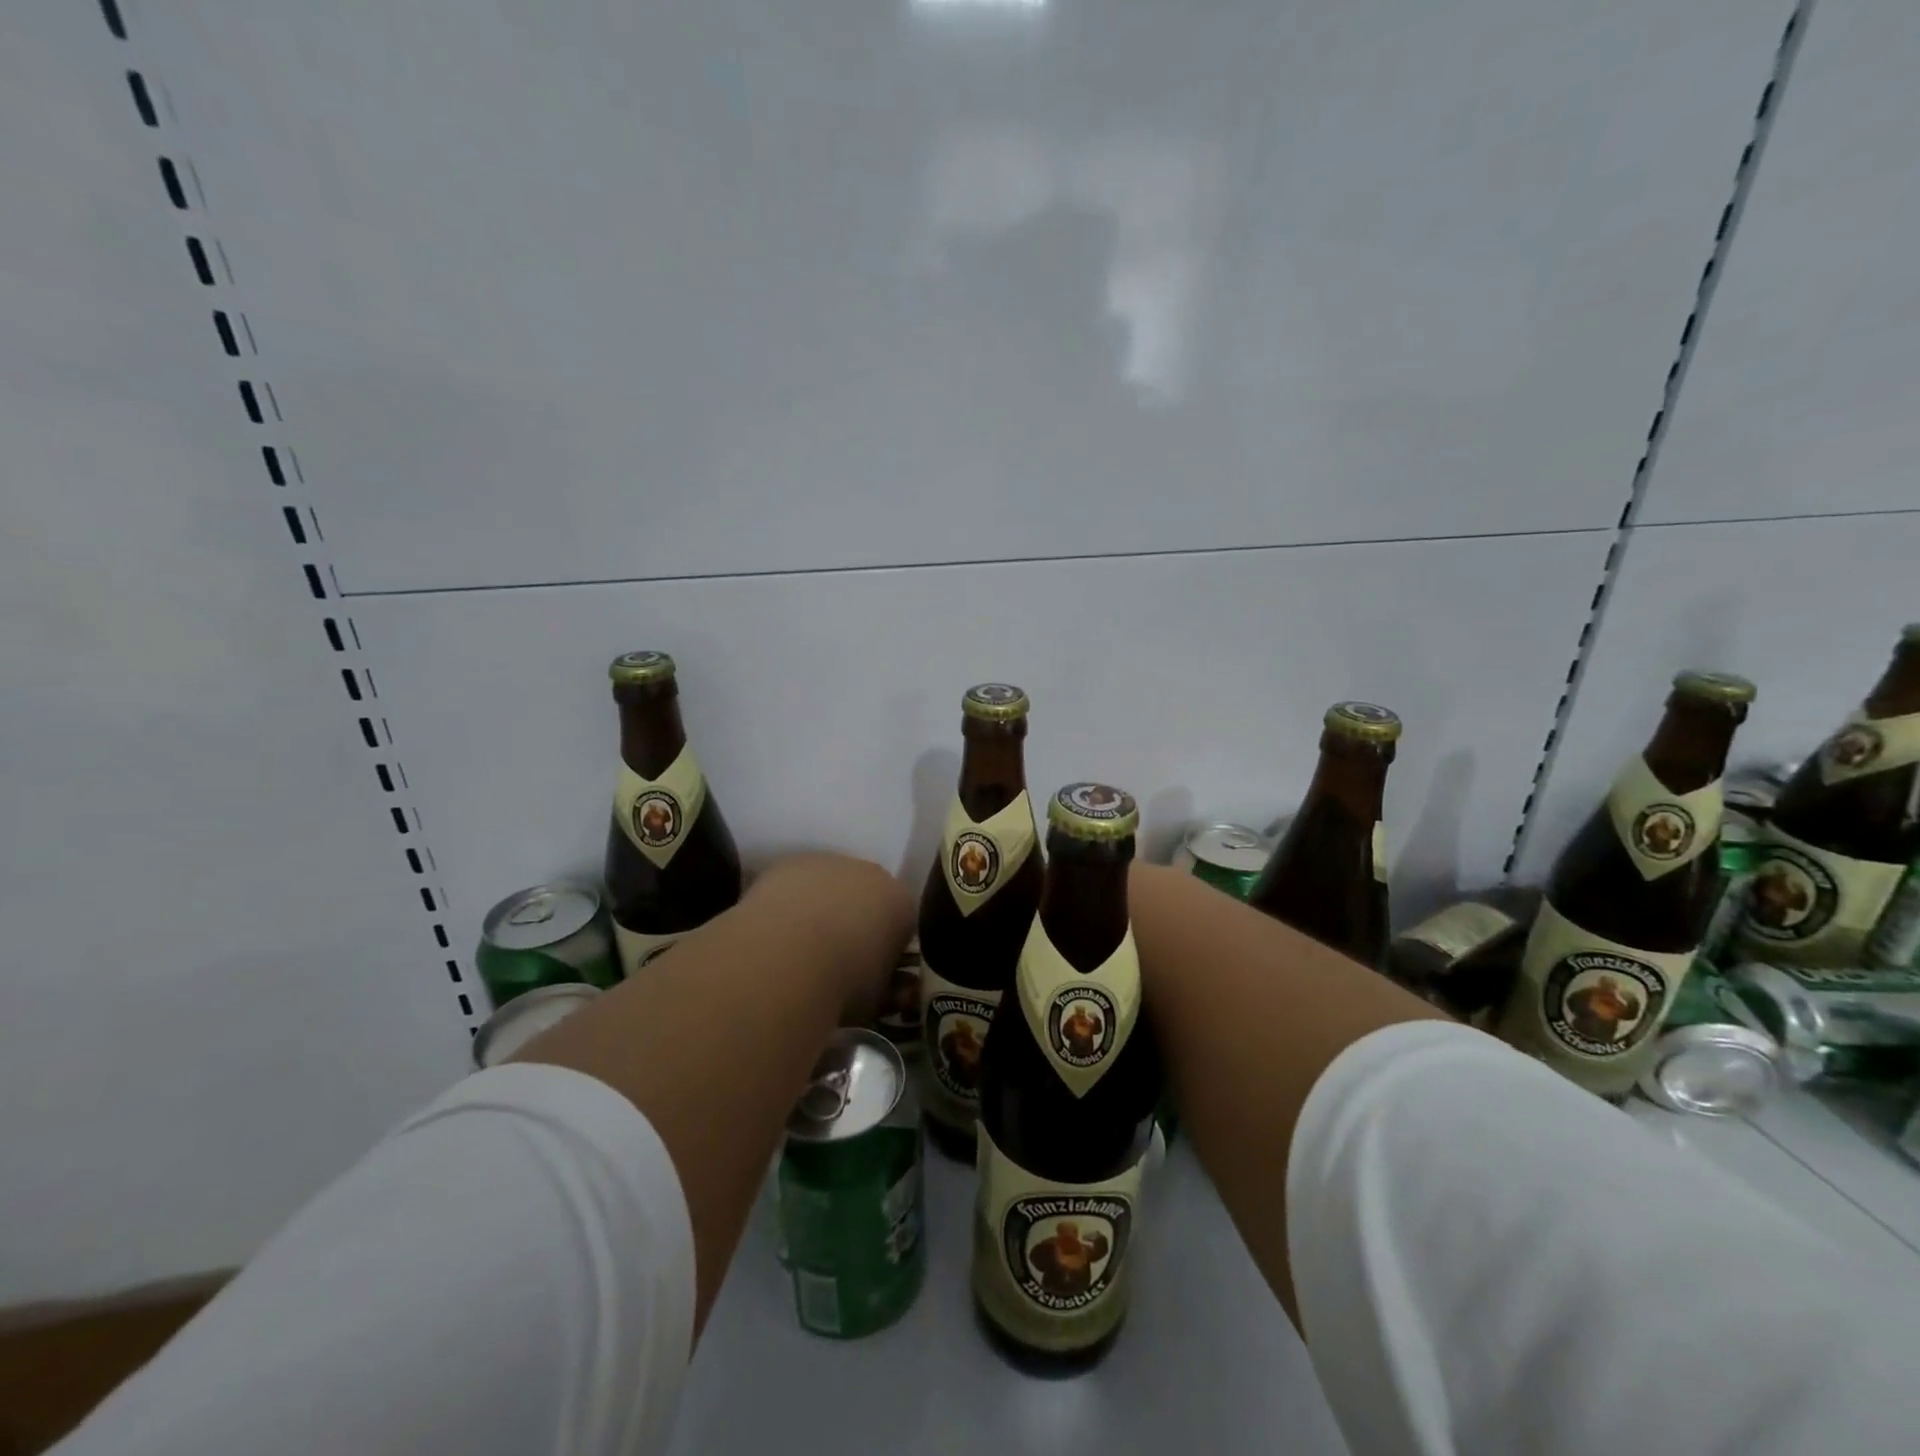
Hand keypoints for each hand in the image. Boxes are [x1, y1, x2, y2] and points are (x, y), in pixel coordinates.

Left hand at [747, 852, 914, 1023]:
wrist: (789, 957)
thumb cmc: (844, 982)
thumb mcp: (877, 998)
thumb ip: (886, 985)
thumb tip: (889, 989)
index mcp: (901, 903)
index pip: (902, 920)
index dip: (888, 946)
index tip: (873, 968)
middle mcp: (871, 874)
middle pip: (868, 895)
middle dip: (856, 919)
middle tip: (836, 956)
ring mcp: (830, 864)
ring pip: (831, 885)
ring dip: (823, 907)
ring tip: (799, 946)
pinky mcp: (792, 864)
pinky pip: (798, 884)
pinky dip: (792, 903)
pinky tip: (777, 931)